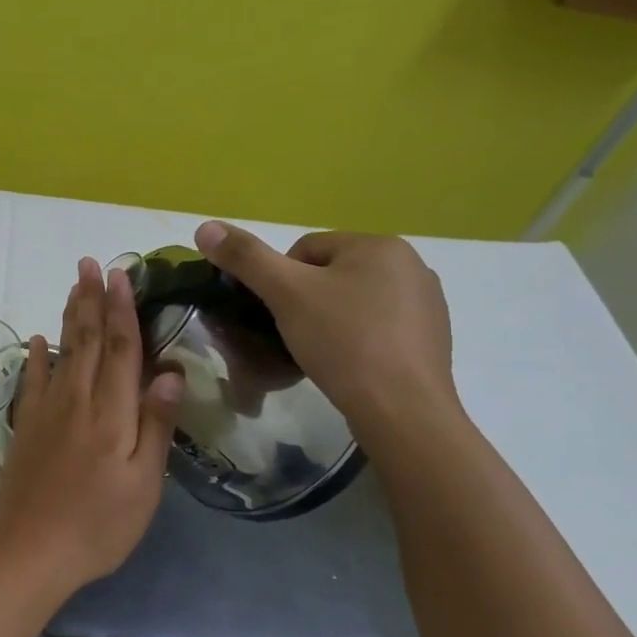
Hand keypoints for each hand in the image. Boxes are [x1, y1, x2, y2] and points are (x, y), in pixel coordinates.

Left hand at [0, 258, 182, 587]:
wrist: (30, 551)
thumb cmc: (98, 525)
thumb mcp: (143, 484)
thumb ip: (155, 425)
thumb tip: (169, 372)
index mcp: (110, 414)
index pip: (118, 349)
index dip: (121, 310)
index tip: (120, 274)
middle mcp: (75, 402)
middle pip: (85, 340)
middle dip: (90, 299)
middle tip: (90, 263)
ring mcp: (45, 413)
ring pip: (60, 352)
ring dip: (67, 316)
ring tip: (73, 286)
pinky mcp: (24, 428)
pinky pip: (31, 381)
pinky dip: (35, 357)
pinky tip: (36, 340)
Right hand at [193, 222, 458, 437]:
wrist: (401, 409)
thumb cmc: (343, 341)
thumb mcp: (285, 294)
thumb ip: (245, 258)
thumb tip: (205, 227)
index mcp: (379, 245)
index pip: (306, 249)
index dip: (280, 281)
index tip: (278, 314)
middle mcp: (410, 265)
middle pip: (330, 273)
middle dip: (306, 300)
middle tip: (294, 335)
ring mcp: (427, 303)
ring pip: (354, 301)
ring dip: (330, 320)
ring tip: (319, 353)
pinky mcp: (431, 338)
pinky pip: (378, 327)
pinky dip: (357, 340)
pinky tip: (349, 365)